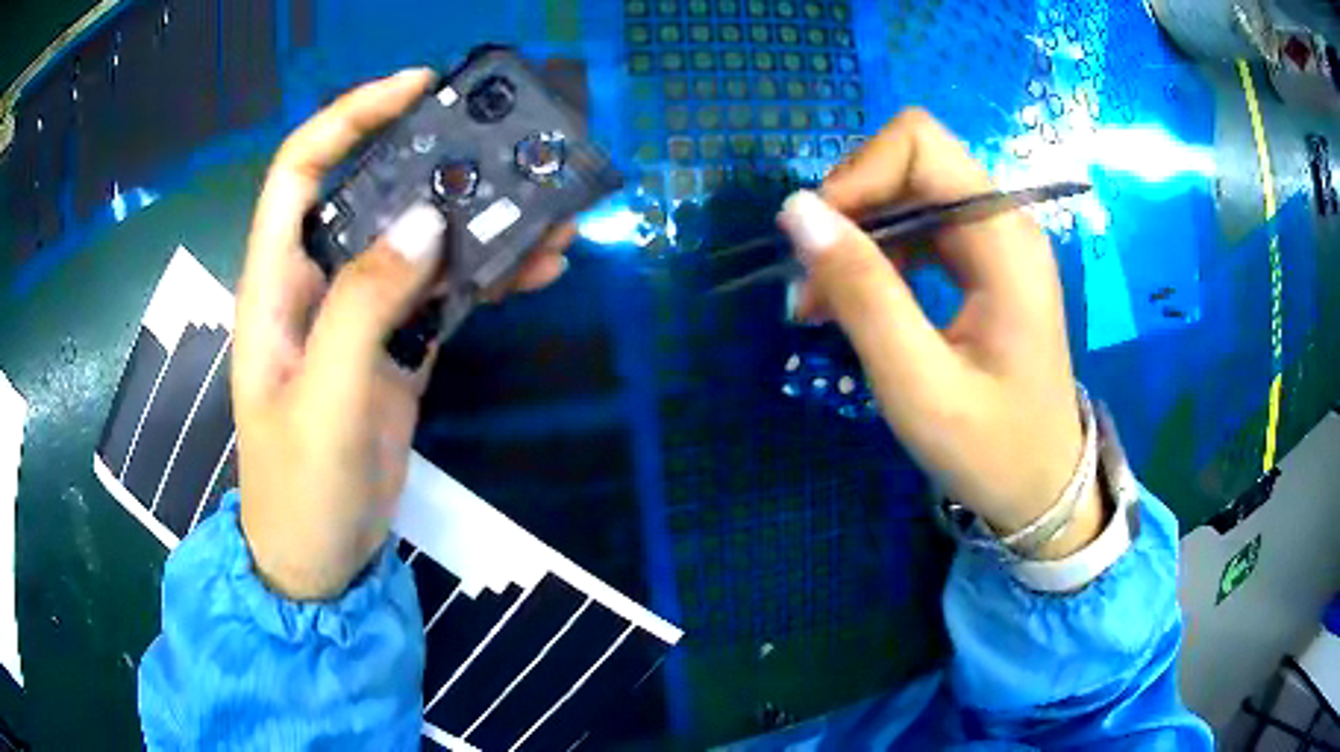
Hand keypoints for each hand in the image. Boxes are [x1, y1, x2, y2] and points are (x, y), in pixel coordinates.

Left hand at [233, 69, 571, 598]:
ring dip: (482, 223)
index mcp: (276, 283)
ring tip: (552, 217)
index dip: (352, 116)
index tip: (418, 87)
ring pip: (420, 243)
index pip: (301, 169)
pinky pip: (446, 292)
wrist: (323, 561)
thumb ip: (363, 307)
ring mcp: (362, 316)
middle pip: (374, 193)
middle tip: (506, 148)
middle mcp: (318, 283)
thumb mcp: (323, 402)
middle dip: (438, 163)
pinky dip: (490, 275)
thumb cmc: (300, 490)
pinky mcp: (398, 349)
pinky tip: (538, 270)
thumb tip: (427, 222)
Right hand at [779, 110, 1101, 557]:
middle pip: (910, 163)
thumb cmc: (990, 449)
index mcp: (1003, 239)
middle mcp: (1003, 222)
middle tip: (813, 283)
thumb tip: (797, 211)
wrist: (1042, 488)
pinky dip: (877, 257)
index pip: (918, 144)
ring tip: (821, 303)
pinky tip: (853, 303)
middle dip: (850, 209)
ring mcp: (996, 241)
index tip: (816, 241)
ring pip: (907, 195)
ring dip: (856, 237)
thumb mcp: (919, 384)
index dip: (857, 175)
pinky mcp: (984, 264)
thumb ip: (862, 292)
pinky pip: (918, 230)